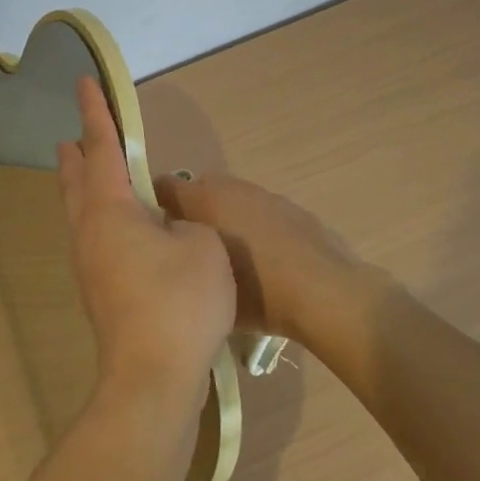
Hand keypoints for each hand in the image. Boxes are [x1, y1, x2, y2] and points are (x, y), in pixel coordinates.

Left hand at [56, 76, 235, 404]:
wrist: (152, 377)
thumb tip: (168, 228)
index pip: (101, 147)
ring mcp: (89, 265)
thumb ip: (186, 223)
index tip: (84, 83)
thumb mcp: (201, 246)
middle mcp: (89, 231)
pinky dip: (97, 216)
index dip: (96, 112)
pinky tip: (117, 229)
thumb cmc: (179, 301)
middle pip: (76, 181)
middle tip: (73, 135)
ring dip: (82, 186)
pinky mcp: (99, 292)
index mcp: (110, 209)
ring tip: (89, 173)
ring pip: (79, 212)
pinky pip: (92, 237)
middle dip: (76, 154)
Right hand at [150, 171, 370, 340]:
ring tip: (231, 256)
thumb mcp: (210, 287)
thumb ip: (186, 263)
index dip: (154, 205)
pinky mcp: (293, 208)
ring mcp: (266, 196)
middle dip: (193, 212)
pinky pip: (261, 212)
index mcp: (205, 201)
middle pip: (199, 190)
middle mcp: (232, 189)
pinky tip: (265, 260)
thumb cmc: (260, 294)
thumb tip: (178, 255)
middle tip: (192, 247)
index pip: (164, 186)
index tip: (152, 230)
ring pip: (233, 200)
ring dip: (226, 218)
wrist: (327, 294)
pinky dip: (256, 227)